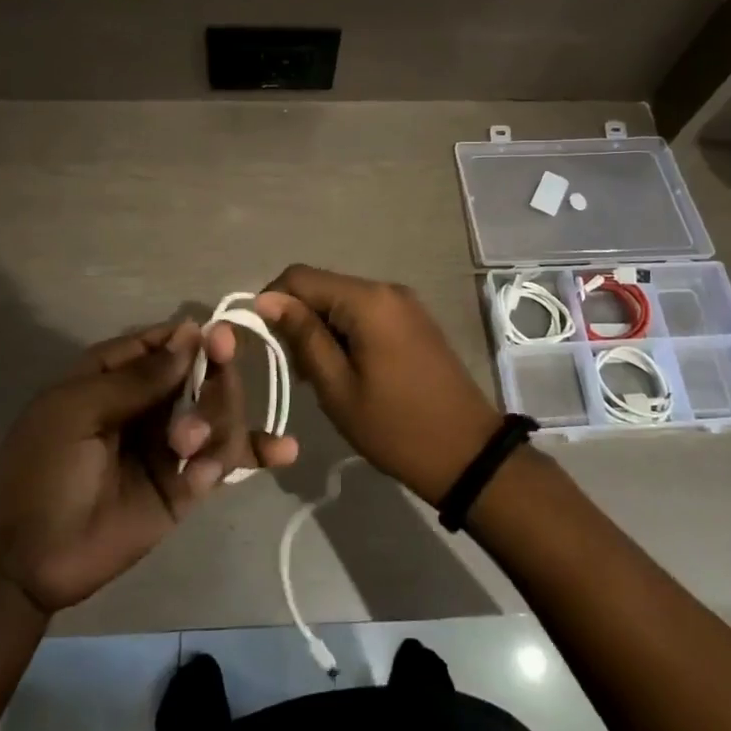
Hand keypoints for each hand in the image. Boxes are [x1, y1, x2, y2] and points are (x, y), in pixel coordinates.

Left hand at [0, 320, 298, 613]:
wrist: (22, 560)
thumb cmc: (40, 468)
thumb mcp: (80, 410)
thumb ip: (140, 377)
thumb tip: (192, 332)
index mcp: (118, 376)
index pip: (170, 343)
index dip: (198, 338)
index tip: (222, 340)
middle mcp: (152, 403)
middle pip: (206, 376)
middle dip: (215, 383)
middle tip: (203, 403)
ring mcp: (171, 445)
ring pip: (220, 414)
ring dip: (219, 424)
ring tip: (190, 453)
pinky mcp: (185, 487)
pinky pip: (224, 461)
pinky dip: (255, 454)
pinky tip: (284, 451)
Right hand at [255, 265, 500, 506]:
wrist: (467, 454)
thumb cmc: (395, 427)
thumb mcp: (338, 387)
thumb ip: (303, 336)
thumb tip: (267, 299)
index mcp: (367, 300)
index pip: (300, 277)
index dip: (272, 301)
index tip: (263, 341)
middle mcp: (386, 289)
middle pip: (323, 286)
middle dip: (299, 319)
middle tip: (296, 369)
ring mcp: (405, 303)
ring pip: (344, 301)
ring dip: (322, 328)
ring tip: (320, 376)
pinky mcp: (414, 320)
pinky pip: (367, 313)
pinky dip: (347, 332)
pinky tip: (348, 370)